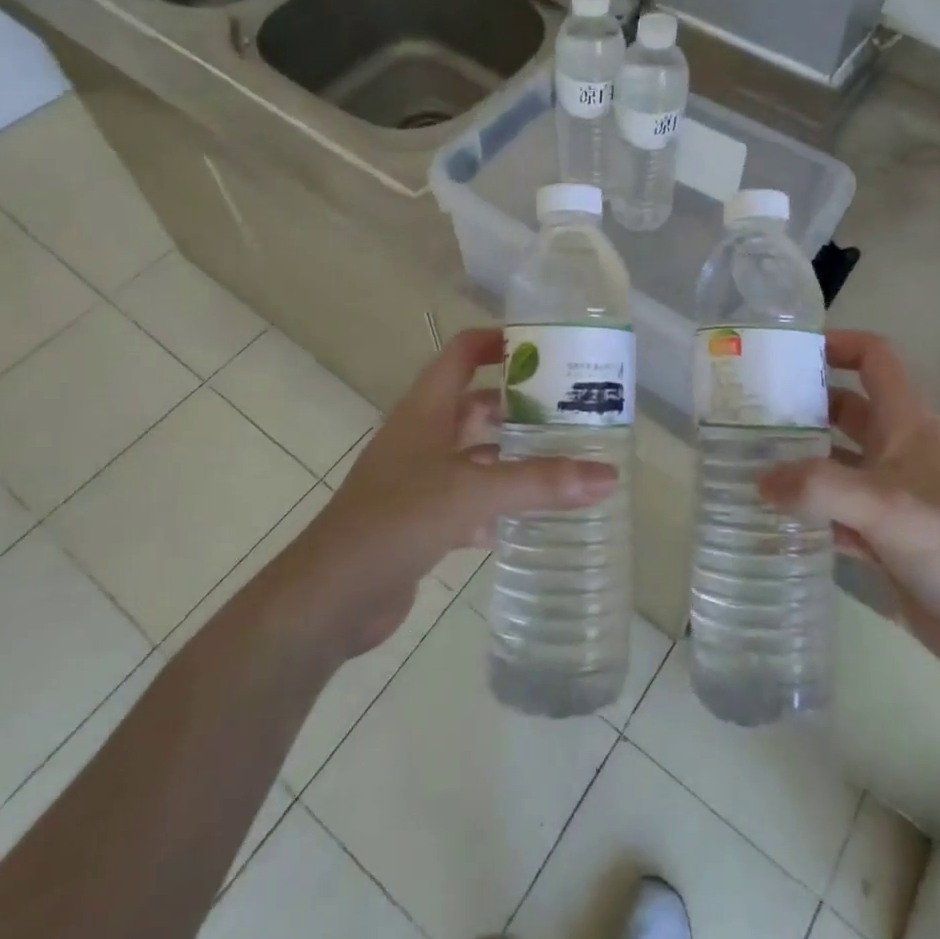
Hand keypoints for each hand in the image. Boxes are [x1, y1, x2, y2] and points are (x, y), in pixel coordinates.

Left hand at [293, 328, 617, 655]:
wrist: (330, 597)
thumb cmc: (397, 520)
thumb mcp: (473, 491)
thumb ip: (540, 482)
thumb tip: (609, 476)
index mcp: (426, 408)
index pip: (464, 352)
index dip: (500, 341)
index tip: (549, 347)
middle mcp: (423, 435)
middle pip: (476, 403)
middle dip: (520, 404)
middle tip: (572, 409)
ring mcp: (420, 479)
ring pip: (476, 454)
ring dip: (513, 454)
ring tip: (564, 458)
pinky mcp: (421, 520)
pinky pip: (470, 499)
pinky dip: (499, 503)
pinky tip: (532, 516)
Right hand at [759, 331, 939, 675]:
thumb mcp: (887, 507)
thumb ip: (819, 488)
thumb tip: (759, 479)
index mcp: (907, 425)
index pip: (874, 360)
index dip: (837, 344)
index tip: (788, 354)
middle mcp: (897, 451)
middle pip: (844, 409)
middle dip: (802, 404)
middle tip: (747, 411)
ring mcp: (890, 498)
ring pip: (835, 463)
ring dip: (798, 459)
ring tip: (746, 459)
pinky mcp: (884, 540)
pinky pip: (835, 512)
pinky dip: (807, 509)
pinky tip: (771, 515)